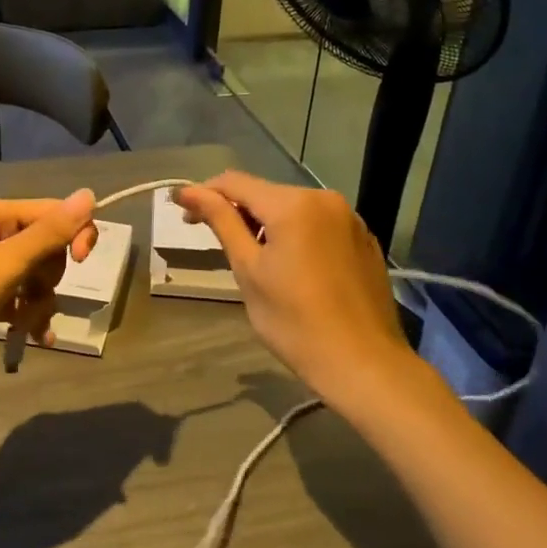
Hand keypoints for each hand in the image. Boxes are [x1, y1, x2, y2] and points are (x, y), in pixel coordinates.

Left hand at [0, 191, 97, 397]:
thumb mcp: (3, 265)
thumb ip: (48, 234)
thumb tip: (88, 193)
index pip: (51, 212)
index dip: (74, 234)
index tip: (82, 264)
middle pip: (41, 247)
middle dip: (48, 278)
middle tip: (35, 302)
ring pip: (27, 277)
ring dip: (37, 303)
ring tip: (30, 331)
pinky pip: (9, 298)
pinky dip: (21, 315)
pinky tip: (32, 341)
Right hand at [174, 173, 416, 406]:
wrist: (364, 365)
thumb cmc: (295, 322)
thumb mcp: (249, 270)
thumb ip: (222, 223)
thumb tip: (190, 191)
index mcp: (293, 204)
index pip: (235, 182)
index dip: (203, 193)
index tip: (182, 212)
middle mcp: (324, 199)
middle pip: (266, 194)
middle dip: (236, 211)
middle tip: (213, 242)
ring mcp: (349, 218)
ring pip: (292, 209)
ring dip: (266, 224)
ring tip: (253, 260)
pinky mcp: (363, 239)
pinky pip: (318, 225)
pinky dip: (296, 235)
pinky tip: (292, 268)